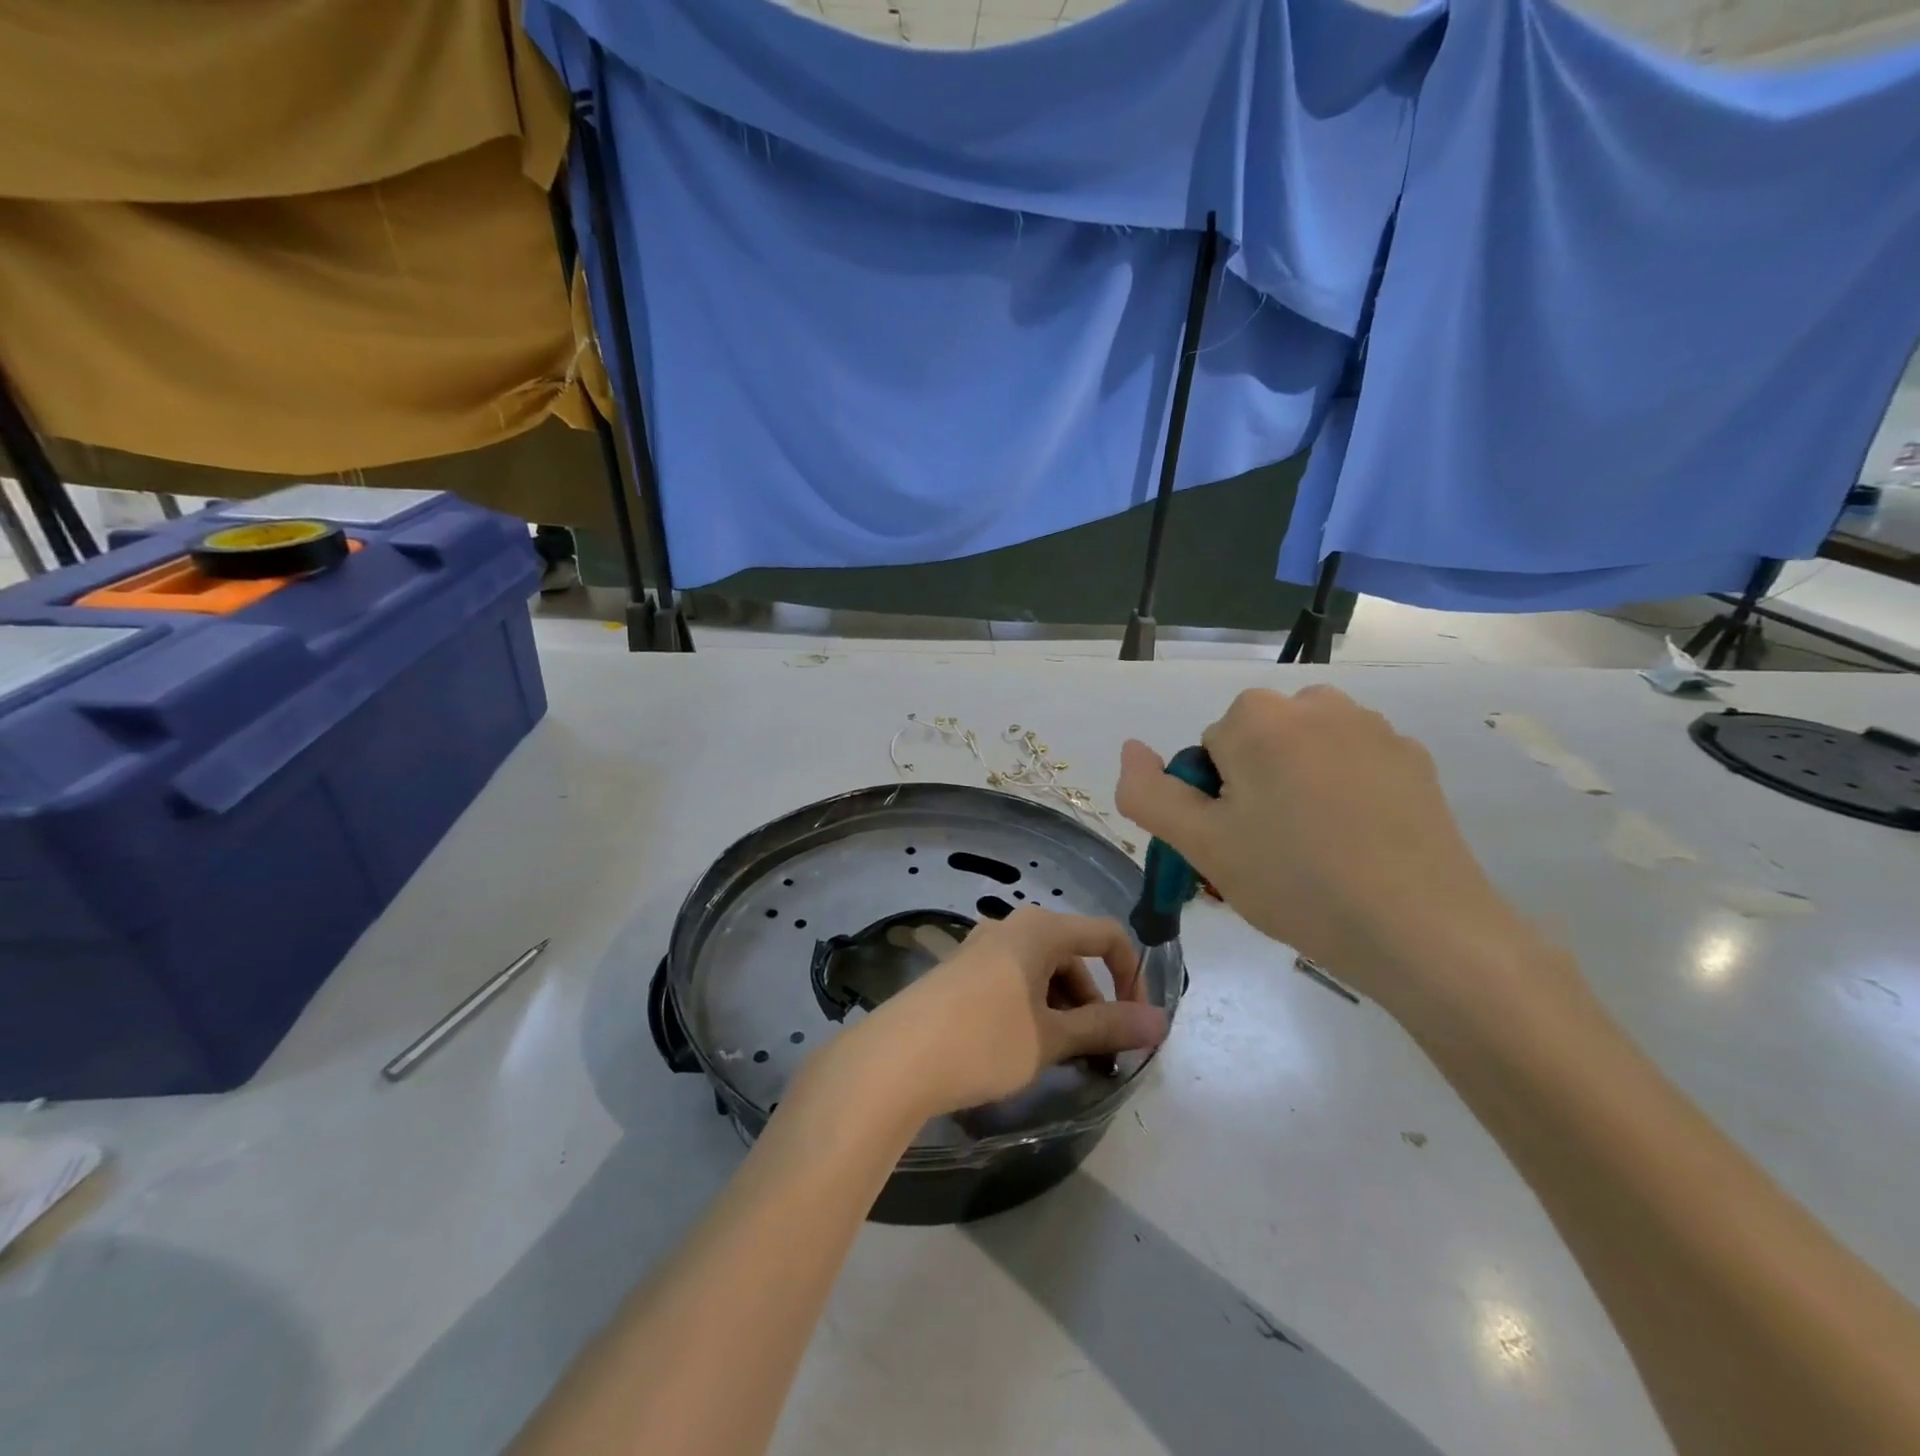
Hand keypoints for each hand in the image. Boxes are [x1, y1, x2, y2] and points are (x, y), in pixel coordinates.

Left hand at [851, 908, 1168, 1117]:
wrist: (896, 1059)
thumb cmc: (985, 1040)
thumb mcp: (1052, 1037)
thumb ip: (1108, 1026)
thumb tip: (1161, 1021)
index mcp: (1040, 929)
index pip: (1107, 937)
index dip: (1132, 977)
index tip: (1136, 1025)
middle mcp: (1011, 927)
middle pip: (1073, 956)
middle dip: (1094, 1002)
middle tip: (1098, 1055)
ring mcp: (982, 948)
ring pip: (1043, 972)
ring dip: (1064, 1010)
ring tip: (1061, 1058)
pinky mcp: (961, 972)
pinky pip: (1014, 981)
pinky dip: (1033, 1009)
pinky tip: (1024, 1048)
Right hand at [1115, 686, 1547, 1025]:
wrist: (1425, 931)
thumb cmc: (1296, 882)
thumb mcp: (1201, 844)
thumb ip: (1148, 793)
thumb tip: (1130, 748)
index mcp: (1257, 717)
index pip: (1207, 753)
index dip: (1213, 803)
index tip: (1236, 849)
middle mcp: (1315, 704)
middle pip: (1255, 747)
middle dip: (1253, 792)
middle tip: (1269, 857)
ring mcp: (1373, 729)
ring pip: (1303, 755)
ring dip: (1296, 791)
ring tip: (1315, 856)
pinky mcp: (1414, 759)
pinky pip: (1352, 767)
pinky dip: (1344, 796)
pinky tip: (1359, 848)